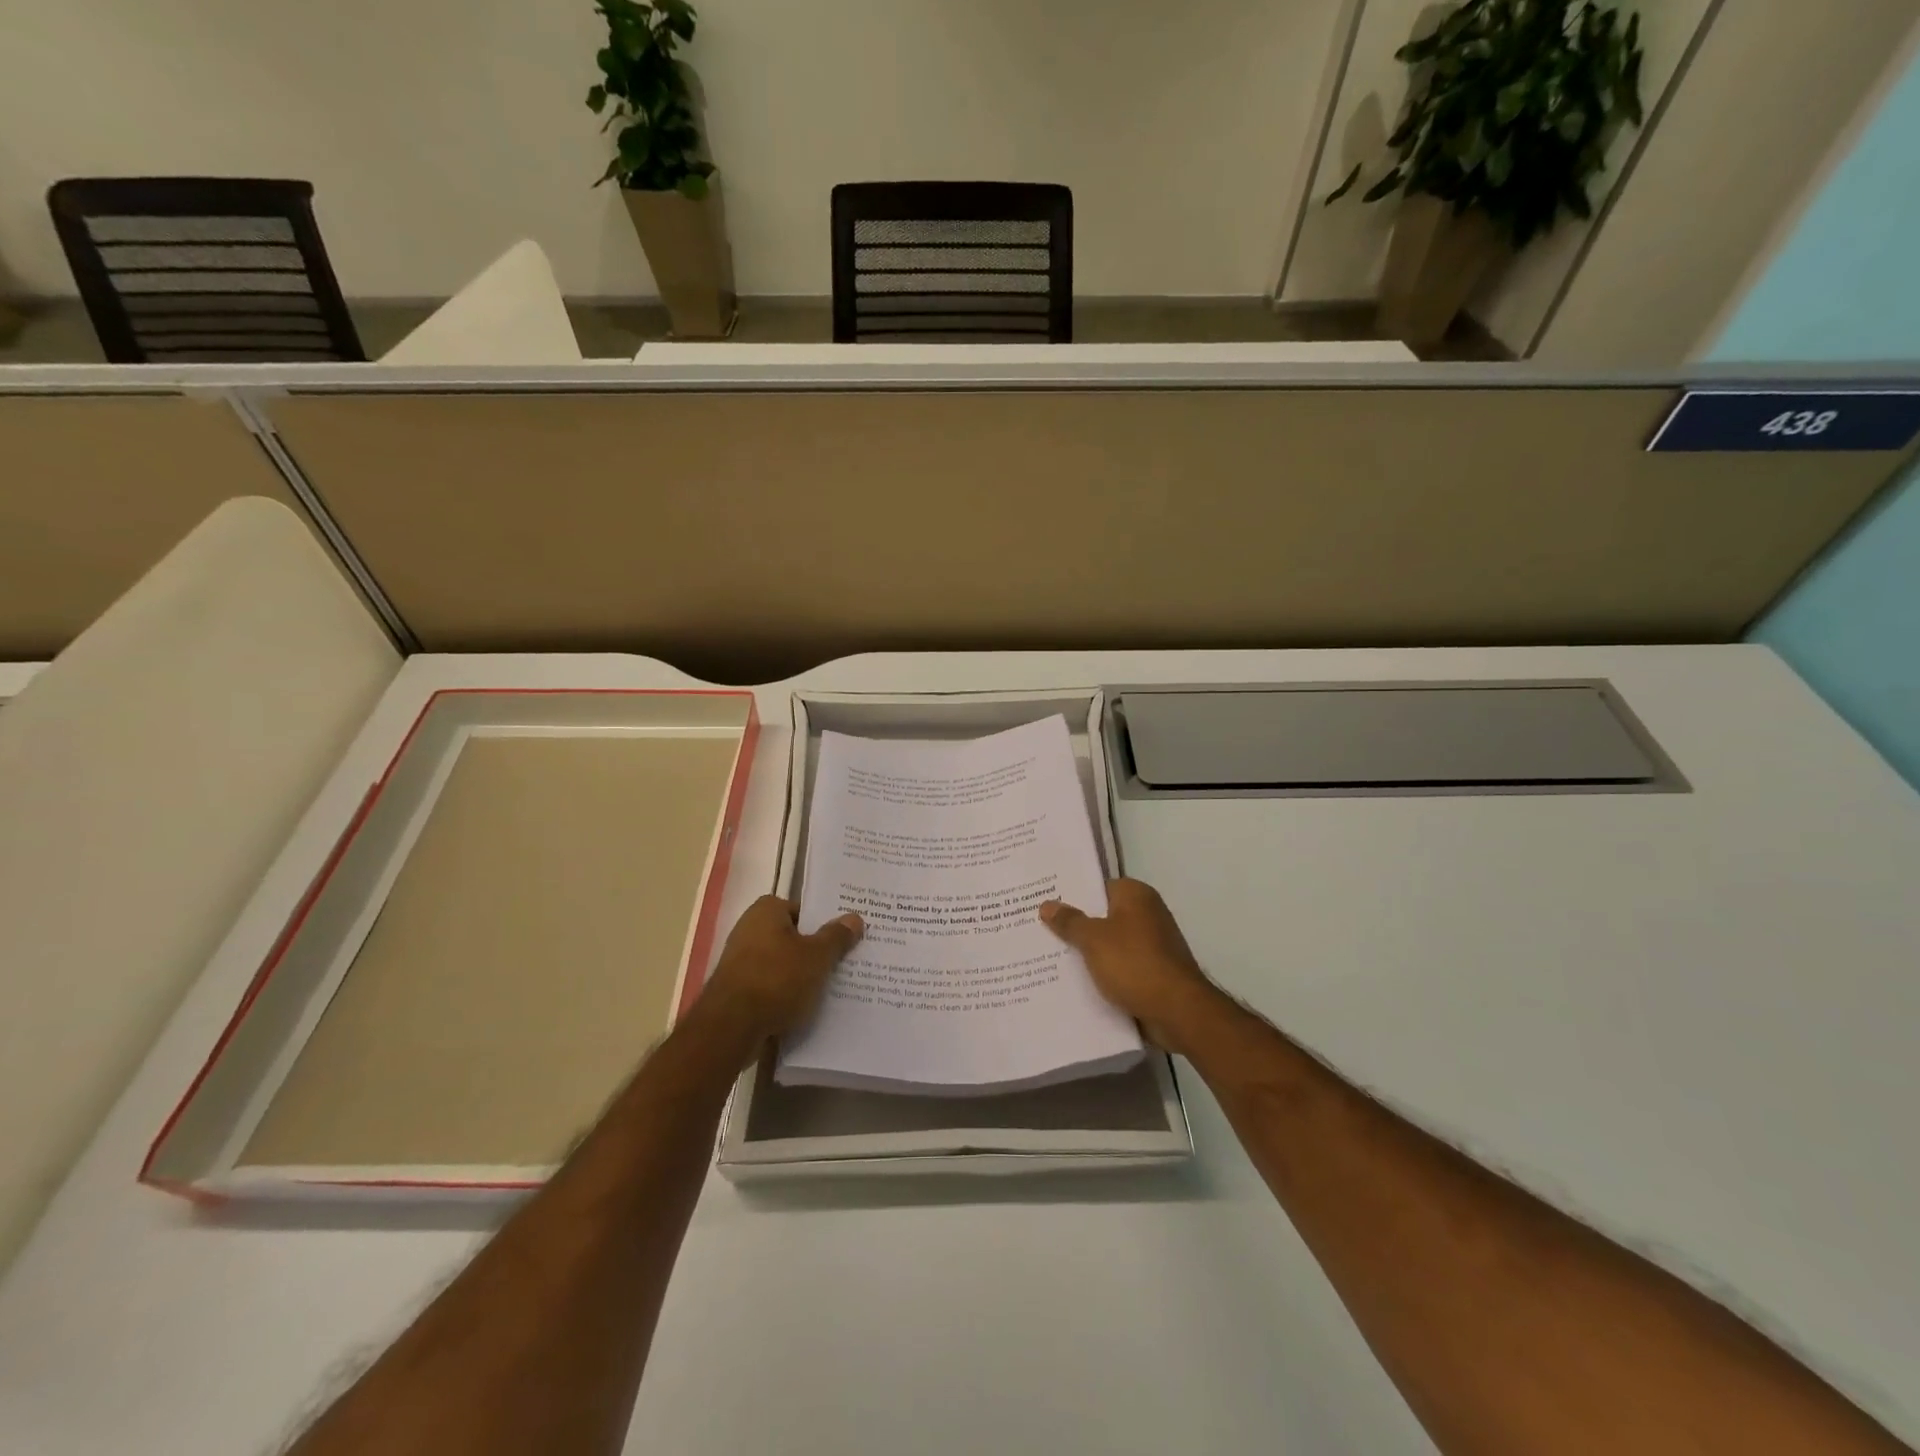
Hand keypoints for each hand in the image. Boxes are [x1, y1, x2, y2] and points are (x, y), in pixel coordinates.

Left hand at [696, 896, 862, 1049]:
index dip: (823, 922)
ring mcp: (740, 962)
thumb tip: (855, 917)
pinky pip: (771, 987)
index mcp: (766, 911)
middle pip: (792, 937)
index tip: (843, 937)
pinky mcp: (737, 991)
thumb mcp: (817, 956)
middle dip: (815, 950)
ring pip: (782, 964)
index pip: (803, 909)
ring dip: (801, 975)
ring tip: (831, 988)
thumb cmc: (777, 980)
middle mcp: (749, 930)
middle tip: (843, 962)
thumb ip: (837, 936)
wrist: (731, 1029)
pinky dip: (786, 994)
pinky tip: (807, 1007)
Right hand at [1040, 879, 1217, 1053]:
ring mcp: (1153, 945)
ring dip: (1089, 953)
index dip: (1072, 895)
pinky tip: (1076, 983)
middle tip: (1040, 931)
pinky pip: (1121, 967)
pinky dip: (1104, 974)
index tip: (1045, 904)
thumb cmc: (1135, 964)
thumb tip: (1047, 904)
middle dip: (1076, 926)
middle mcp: (1148, 914)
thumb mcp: (1093, 939)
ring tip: (1050, 958)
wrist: (1178, 1011)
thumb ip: (1070, 921)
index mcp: (1136, 895)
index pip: (1098, 887)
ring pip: (1110, 944)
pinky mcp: (1154, 972)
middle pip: (1103, 916)